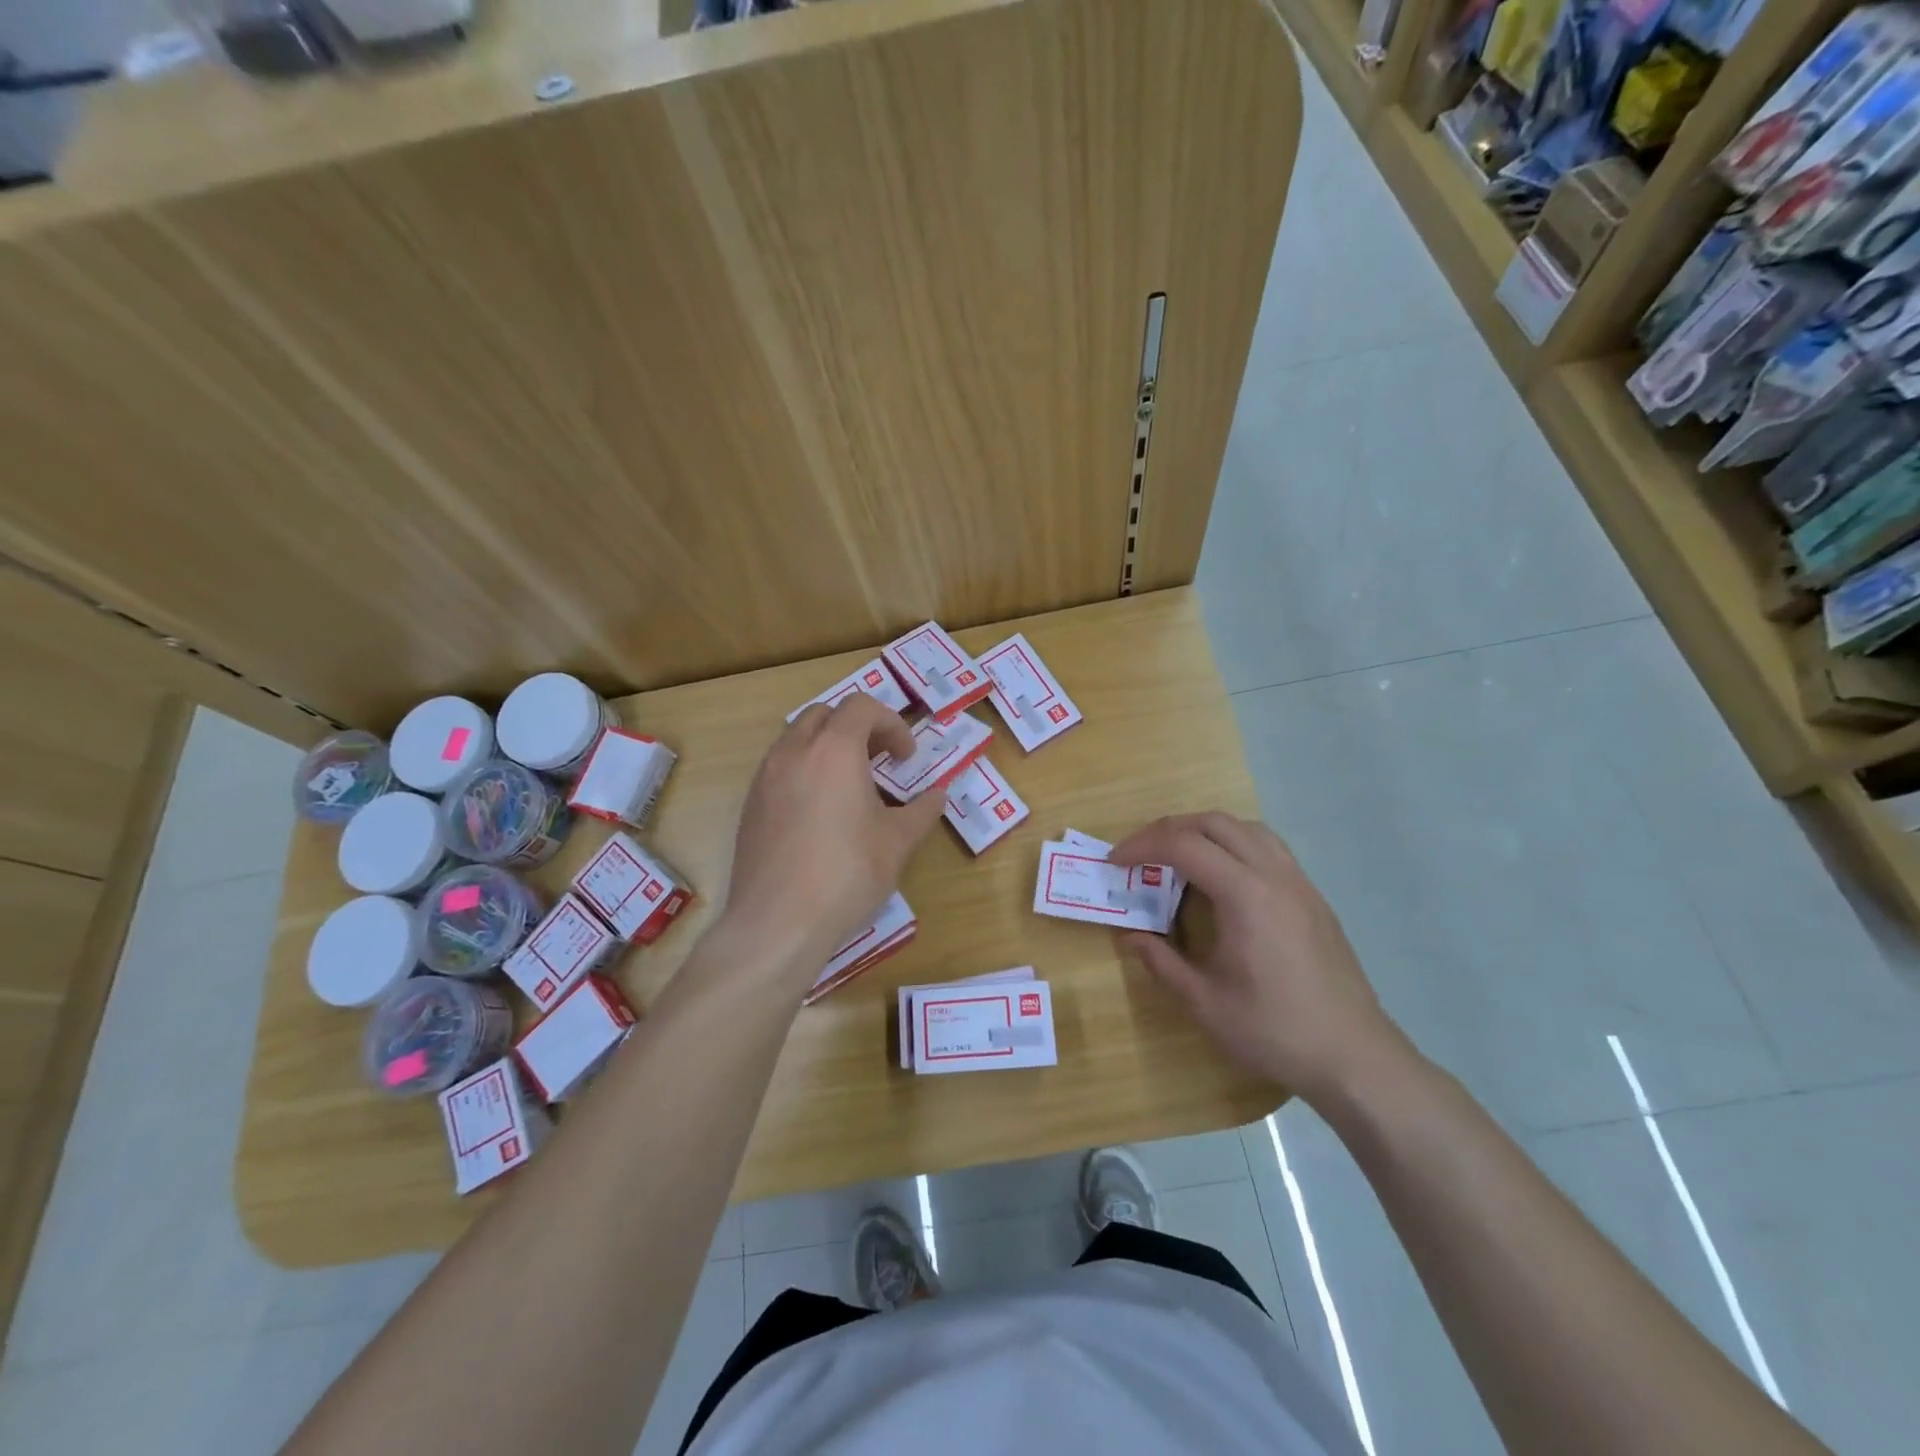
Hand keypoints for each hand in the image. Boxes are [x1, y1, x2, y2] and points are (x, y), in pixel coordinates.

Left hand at [722, 694, 948, 980]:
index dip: (892, 724)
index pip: (862, 706)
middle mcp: (794, 752)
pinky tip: (820, 813)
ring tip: (850, 785)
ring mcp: (765, 777)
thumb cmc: (847, 874)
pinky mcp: (750, 805)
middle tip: (879, 761)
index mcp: (834, 749)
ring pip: (797, 738)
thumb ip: (921, 811)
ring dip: (827, 747)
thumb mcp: (897, 842)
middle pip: (825, 714)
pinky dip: (805, 770)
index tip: (906, 758)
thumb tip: (938, 796)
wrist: (778, 922)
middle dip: (857, 728)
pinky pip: (779, 768)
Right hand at [1110, 813, 1401, 1101]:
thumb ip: (1161, 962)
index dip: (1142, 846)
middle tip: (1140, 854)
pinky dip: (1234, 845)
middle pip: (1215, 823)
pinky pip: (1269, 848)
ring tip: (1178, 857)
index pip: (1184, 846)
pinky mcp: (1313, 898)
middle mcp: (1274, 876)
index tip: (1115, 862)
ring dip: (1205, 831)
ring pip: (1247, 829)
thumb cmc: (1274, 1030)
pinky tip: (1223, 879)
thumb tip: (1129, 936)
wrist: (1355, 1057)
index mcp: (1245, 895)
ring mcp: (1300, 884)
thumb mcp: (1205, 1002)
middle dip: (1169, 829)